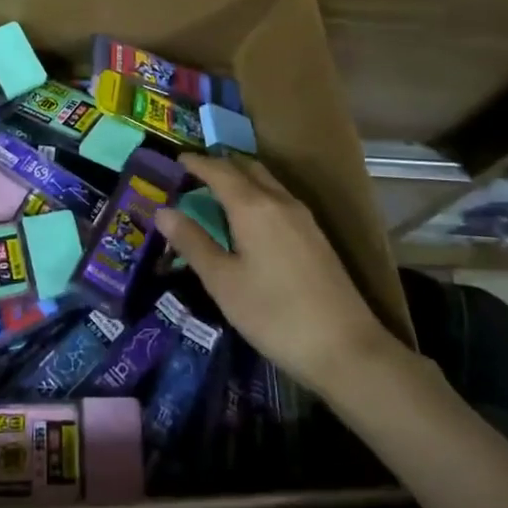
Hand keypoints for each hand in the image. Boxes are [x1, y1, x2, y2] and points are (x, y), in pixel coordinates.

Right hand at [155, 153, 408, 398]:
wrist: (345, 348)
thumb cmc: (273, 314)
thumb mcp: (222, 281)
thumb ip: (192, 242)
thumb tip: (162, 210)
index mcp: (253, 206)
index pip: (219, 170)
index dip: (196, 162)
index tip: (177, 159)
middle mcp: (279, 201)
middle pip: (246, 167)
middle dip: (220, 165)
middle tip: (194, 174)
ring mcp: (303, 217)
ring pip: (266, 181)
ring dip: (241, 178)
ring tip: (217, 192)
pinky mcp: (315, 235)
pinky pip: (279, 197)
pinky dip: (257, 194)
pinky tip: (249, 218)